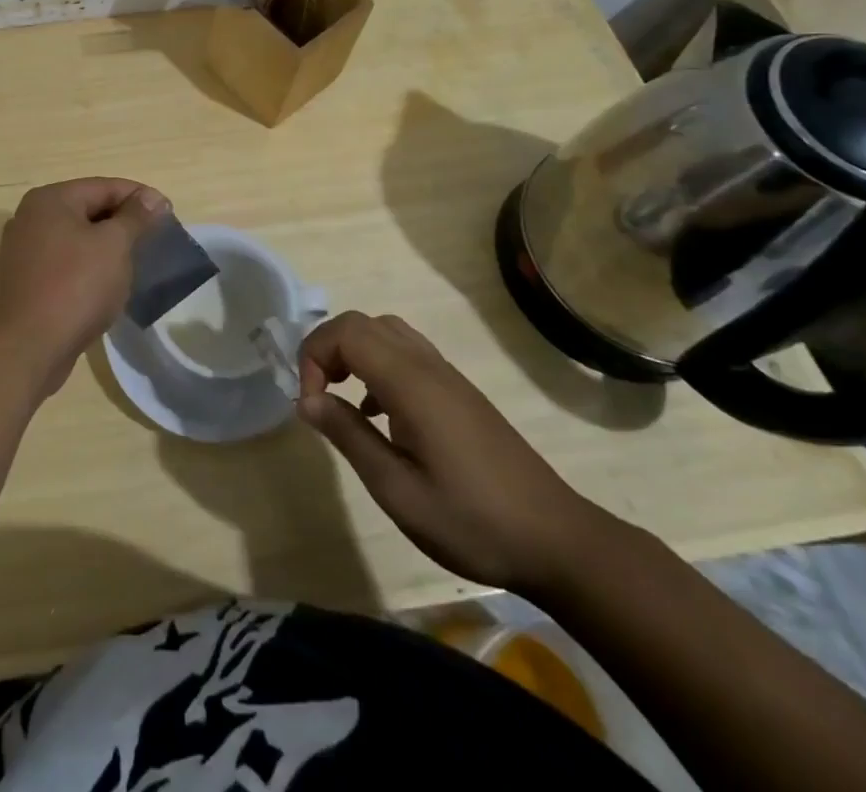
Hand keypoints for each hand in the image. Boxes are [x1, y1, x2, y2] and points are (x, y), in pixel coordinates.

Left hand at [0, 178, 168, 398]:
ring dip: (106, 247)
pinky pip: (65, 262)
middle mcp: (31, 217)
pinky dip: (88, 267)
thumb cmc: (75, 286)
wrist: (28, 347)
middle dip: (123, 223)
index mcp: (50, 199)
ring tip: (136, 262)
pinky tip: (107, 285)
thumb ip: (135, 217)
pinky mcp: (25, 280)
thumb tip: (153, 197)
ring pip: (76, 238)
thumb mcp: (114, 246)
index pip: (104, 186)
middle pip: (88, 209)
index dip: (140, 197)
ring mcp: (24, 250)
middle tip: (156, 240)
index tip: (169, 214)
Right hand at [297, 312, 614, 595]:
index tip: (309, 404)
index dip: (314, 356)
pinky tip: (380, 414)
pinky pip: (407, 353)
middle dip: (327, 349)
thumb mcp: (398, 491)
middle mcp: (428, 366)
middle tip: (318, 396)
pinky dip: (378, 365)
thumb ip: (349, 437)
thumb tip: (307, 400)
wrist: (558, 541)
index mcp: (410, 383)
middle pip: (363, 324)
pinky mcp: (460, 393)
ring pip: (386, 332)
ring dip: (353, 353)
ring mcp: (448, 376)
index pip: (345, 333)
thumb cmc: (472, 521)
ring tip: (342, 397)